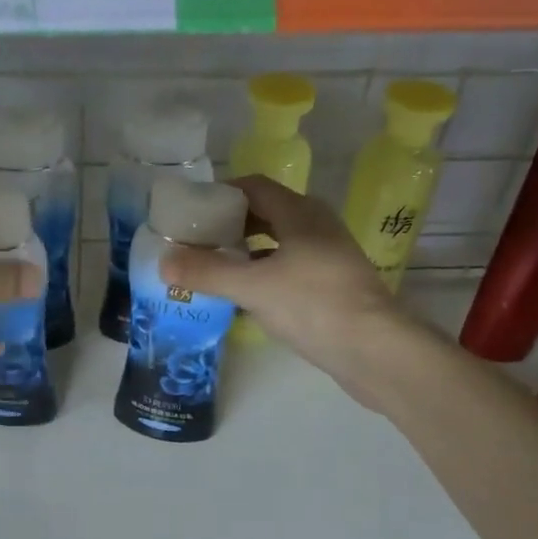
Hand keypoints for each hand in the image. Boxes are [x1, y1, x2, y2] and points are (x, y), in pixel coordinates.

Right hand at [158, 176, 406, 403]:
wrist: (374, 350)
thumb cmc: (314, 305)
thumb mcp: (253, 287)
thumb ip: (207, 272)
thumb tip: (163, 262)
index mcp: (300, 213)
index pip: (254, 187)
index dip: (221, 195)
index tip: (190, 213)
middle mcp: (316, 227)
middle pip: (265, 214)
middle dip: (228, 226)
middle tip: (194, 243)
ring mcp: (327, 257)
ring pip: (277, 244)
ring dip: (245, 252)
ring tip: (211, 268)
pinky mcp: (331, 285)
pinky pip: (288, 269)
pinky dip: (262, 274)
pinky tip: (243, 296)